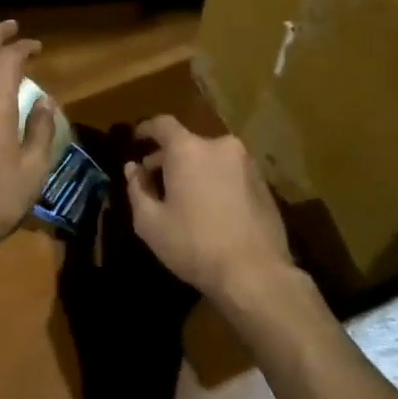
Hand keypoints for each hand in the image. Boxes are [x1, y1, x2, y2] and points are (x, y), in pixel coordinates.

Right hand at [124, 116, 294, 302]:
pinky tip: (210, 208)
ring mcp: (246, 163)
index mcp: (189, 150)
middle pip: (187, 142)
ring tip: (183, 196)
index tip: (136, 140)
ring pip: (211, 157)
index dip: (146, 129)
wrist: (255, 274)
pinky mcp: (264, 183)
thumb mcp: (150, 223)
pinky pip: (230, 172)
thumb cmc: (194, 245)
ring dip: (194, 169)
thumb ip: (137, 189)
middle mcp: (220, 146)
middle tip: (154, 179)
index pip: (162, 124)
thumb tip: (133, 169)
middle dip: (168, 157)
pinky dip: (215, 180)